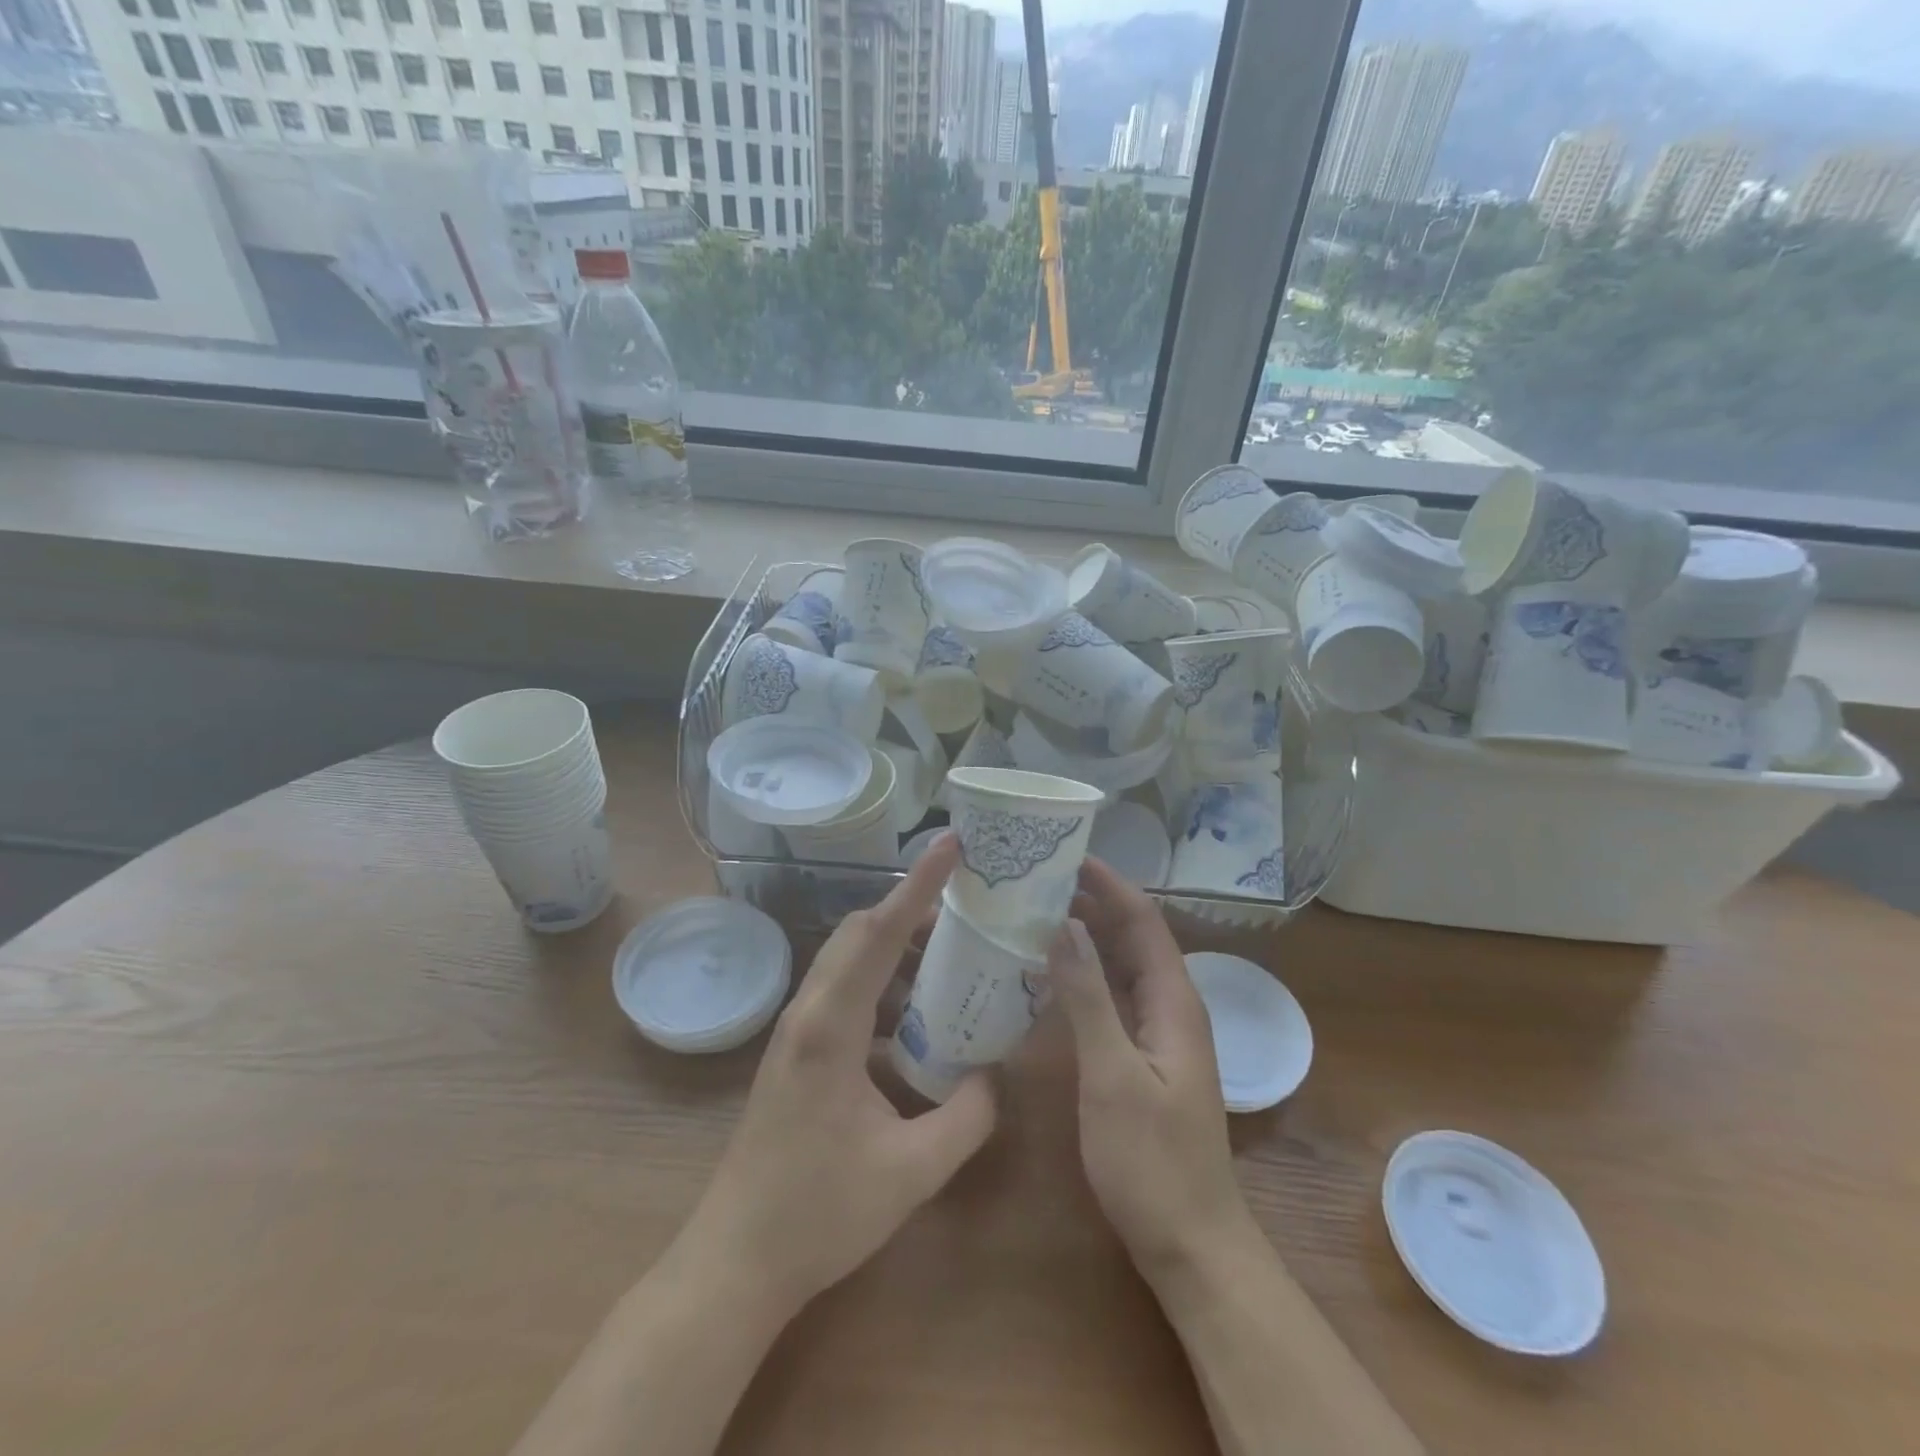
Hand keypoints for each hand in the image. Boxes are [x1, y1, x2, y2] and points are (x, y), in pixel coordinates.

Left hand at [681, 834, 996, 1315]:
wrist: (737, 1261)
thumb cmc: (819, 1213)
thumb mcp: (912, 1171)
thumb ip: (969, 1116)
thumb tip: (997, 1073)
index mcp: (831, 1026)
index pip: (881, 932)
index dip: (919, 884)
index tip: (951, 844)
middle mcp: (809, 1012)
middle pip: (860, 933)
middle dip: (911, 908)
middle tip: (966, 906)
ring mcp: (797, 1031)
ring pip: (849, 959)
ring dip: (896, 946)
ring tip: (950, 955)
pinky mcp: (798, 1052)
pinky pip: (844, 991)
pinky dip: (883, 982)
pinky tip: (916, 1014)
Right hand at [1054, 860, 1254, 1279]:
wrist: (1190, 1242)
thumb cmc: (1151, 1160)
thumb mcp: (1111, 1075)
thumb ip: (1088, 998)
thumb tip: (1063, 926)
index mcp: (1174, 1001)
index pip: (1143, 921)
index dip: (1110, 885)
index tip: (1068, 856)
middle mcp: (1171, 1007)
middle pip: (1134, 938)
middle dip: (1094, 903)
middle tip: (1040, 880)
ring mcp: (1159, 1034)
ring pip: (1123, 967)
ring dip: (1088, 937)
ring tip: (1037, 913)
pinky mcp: (1144, 1057)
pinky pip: (1115, 997)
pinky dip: (1086, 976)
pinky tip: (1050, 975)